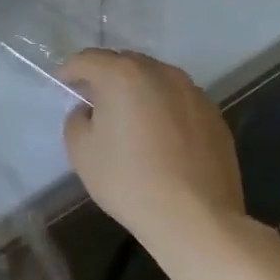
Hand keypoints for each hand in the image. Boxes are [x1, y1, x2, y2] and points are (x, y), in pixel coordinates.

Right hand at [59, 49, 245, 248]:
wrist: (196, 220)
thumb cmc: (128, 180)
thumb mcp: (80, 149)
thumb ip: (77, 119)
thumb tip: (90, 112)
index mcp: (123, 74)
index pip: (87, 59)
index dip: (70, 71)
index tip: (64, 86)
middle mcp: (161, 73)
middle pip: (124, 63)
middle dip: (106, 77)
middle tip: (95, 102)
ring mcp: (193, 94)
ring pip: (156, 81)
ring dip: (139, 91)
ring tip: (131, 120)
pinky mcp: (215, 118)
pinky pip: (179, 102)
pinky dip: (165, 110)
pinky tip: (161, 139)